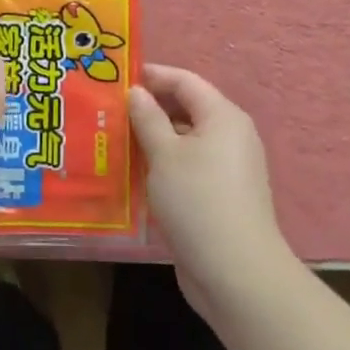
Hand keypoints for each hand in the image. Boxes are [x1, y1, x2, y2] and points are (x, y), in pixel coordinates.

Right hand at [128, 64, 296, 319]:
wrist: (236, 275)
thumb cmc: (198, 201)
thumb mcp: (164, 154)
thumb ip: (147, 117)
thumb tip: (136, 92)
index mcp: (222, 116)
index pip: (185, 81)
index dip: (153, 75)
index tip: (119, 76)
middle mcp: (231, 135)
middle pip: (187, 108)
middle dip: (151, 107)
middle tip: (112, 109)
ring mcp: (228, 168)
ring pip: (186, 140)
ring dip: (154, 137)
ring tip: (117, 139)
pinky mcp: (222, 196)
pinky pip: (190, 166)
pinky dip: (165, 163)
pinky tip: (137, 173)